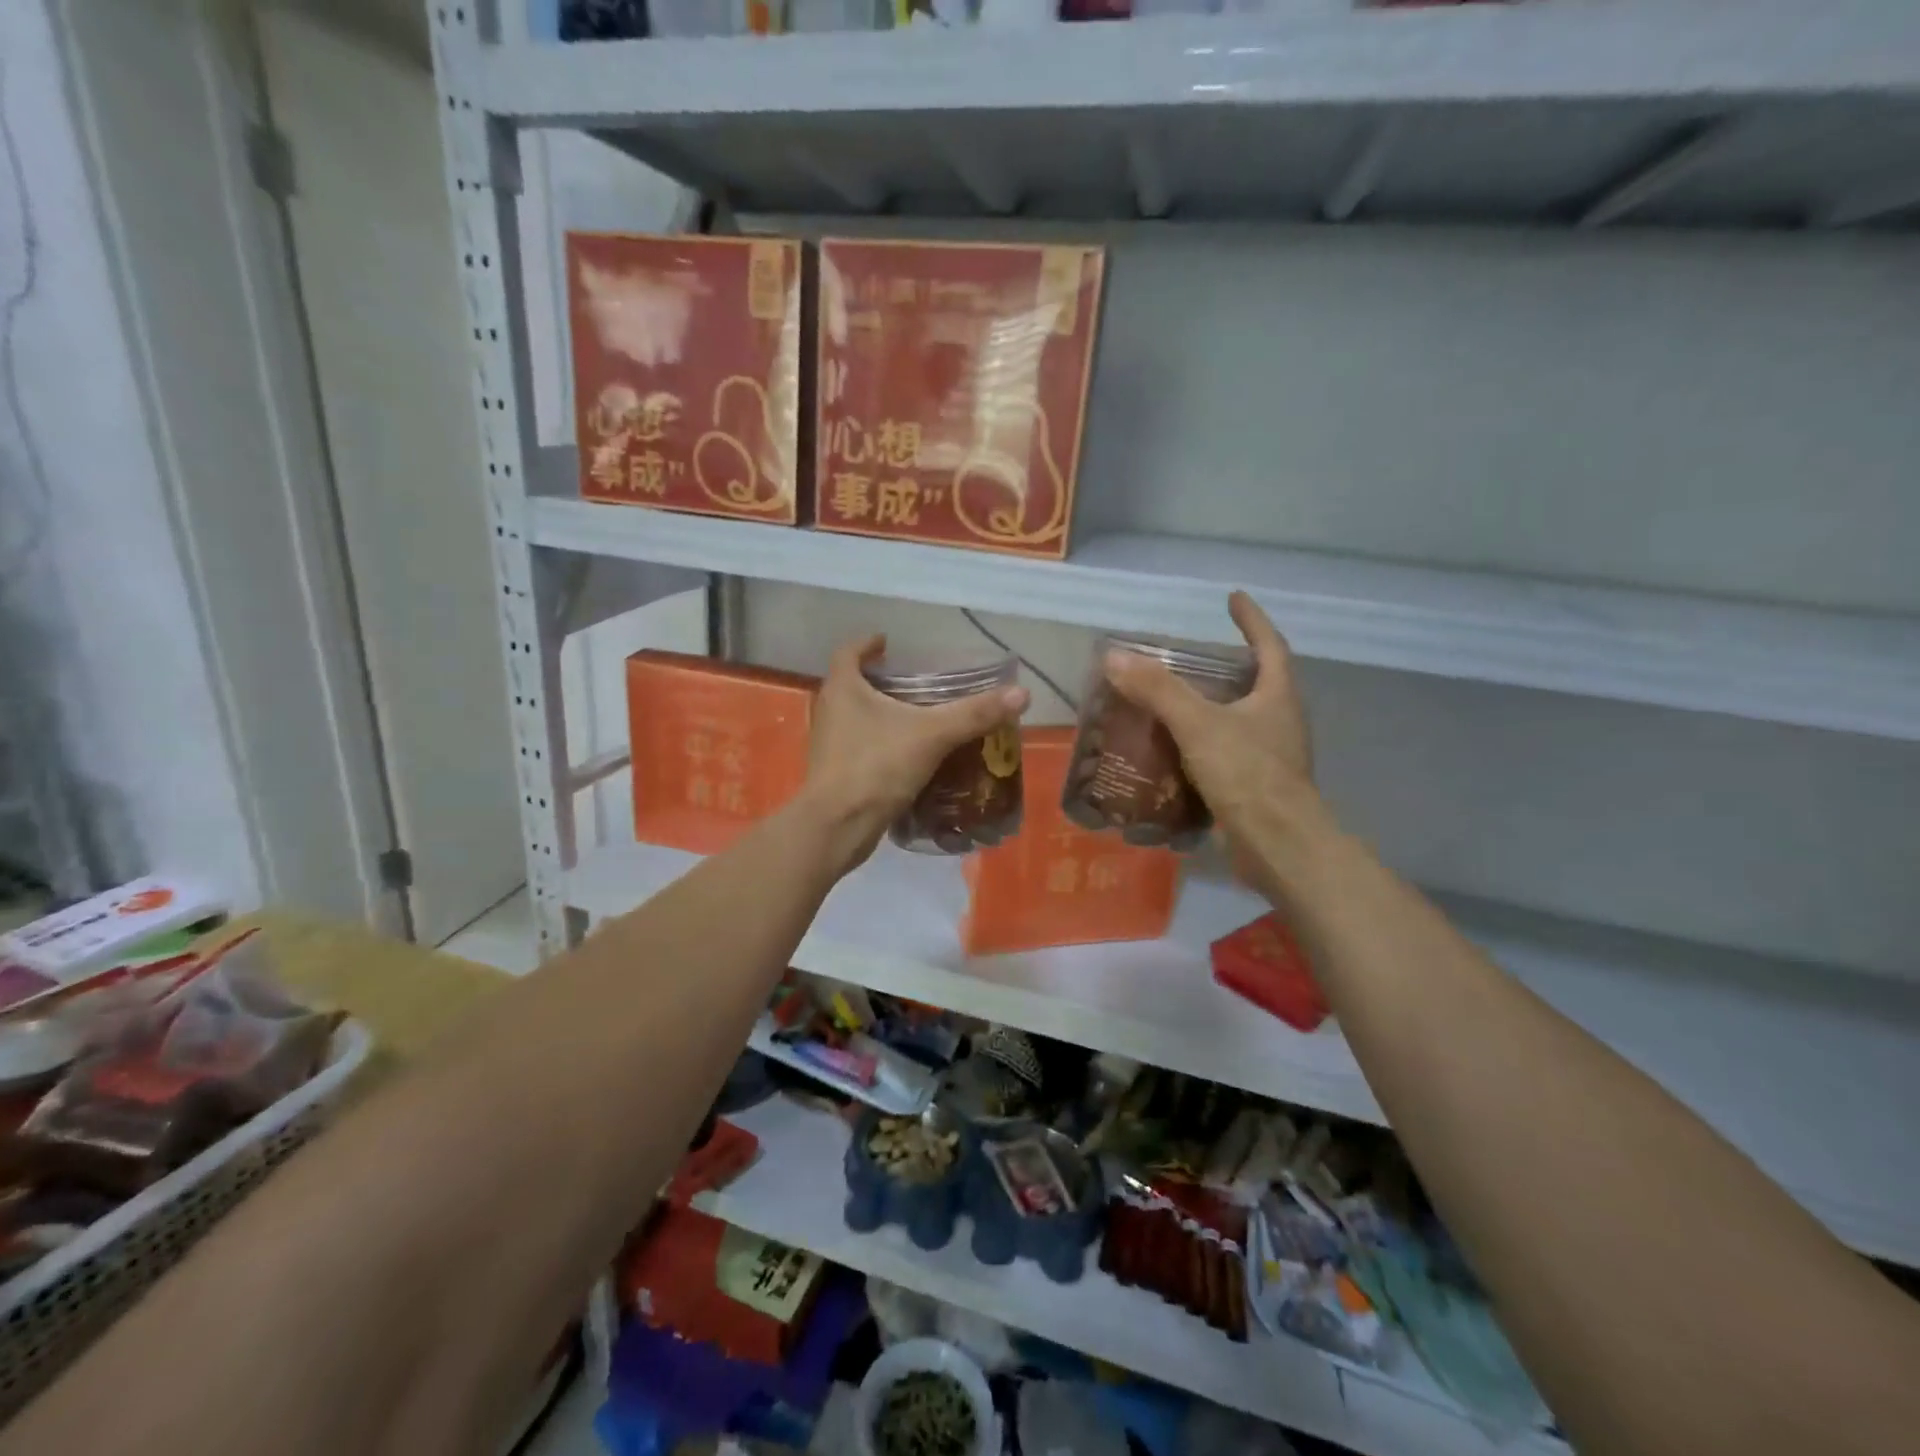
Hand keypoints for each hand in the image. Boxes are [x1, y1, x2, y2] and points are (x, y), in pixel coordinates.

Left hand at [797, 634, 1028, 874]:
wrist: (838, 826)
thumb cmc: (877, 766)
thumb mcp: (932, 735)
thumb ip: (974, 714)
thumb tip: (1021, 693)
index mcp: (843, 688)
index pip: (848, 652)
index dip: (867, 643)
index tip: (887, 643)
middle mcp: (829, 710)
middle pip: (851, 683)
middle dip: (878, 680)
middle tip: (912, 681)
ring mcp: (828, 743)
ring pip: (854, 716)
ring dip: (879, 712)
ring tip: (914, 716)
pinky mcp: (834, 771)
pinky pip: (859, 745)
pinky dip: (879, 741)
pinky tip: (906, 753)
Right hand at [1104, 592, 1321, 892]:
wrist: (1278, 846)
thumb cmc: (1247, 774)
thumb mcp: (1198, 725)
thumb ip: (1158, 691)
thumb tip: (1114, 659)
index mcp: (1278, 697)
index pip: (1269, 645)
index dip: (1251, 620)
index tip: (1232, 599)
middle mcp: (1281, 721)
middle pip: (1258, 683)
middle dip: (1227, 667)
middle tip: (1189, 659)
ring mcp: (1271, 756)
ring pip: (1239, 721)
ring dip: (1210, 708)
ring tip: (1171, 703)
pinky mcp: (1255, 786)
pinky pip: (1225, 754)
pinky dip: (1201, 746)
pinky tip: (1172, 753)